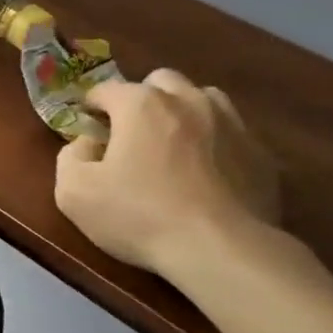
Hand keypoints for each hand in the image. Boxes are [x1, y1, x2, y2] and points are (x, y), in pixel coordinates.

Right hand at [54, 69, 280, 280]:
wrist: (221, 251)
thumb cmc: (139, 216)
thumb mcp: (73, 192)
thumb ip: (70, 156)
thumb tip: (87, 143)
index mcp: (140, 104)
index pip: (105, 89)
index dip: (91, 107)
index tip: (87, 131)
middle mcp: (188, 101)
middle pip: (160, 81)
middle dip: (142, 99)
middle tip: (132, 133)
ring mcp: (232, 124)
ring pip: (203, 98)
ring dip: (184, 112)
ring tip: (175, 145)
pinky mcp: (261, 154)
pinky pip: (233, 134)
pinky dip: (216, 143)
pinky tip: (209, 173)